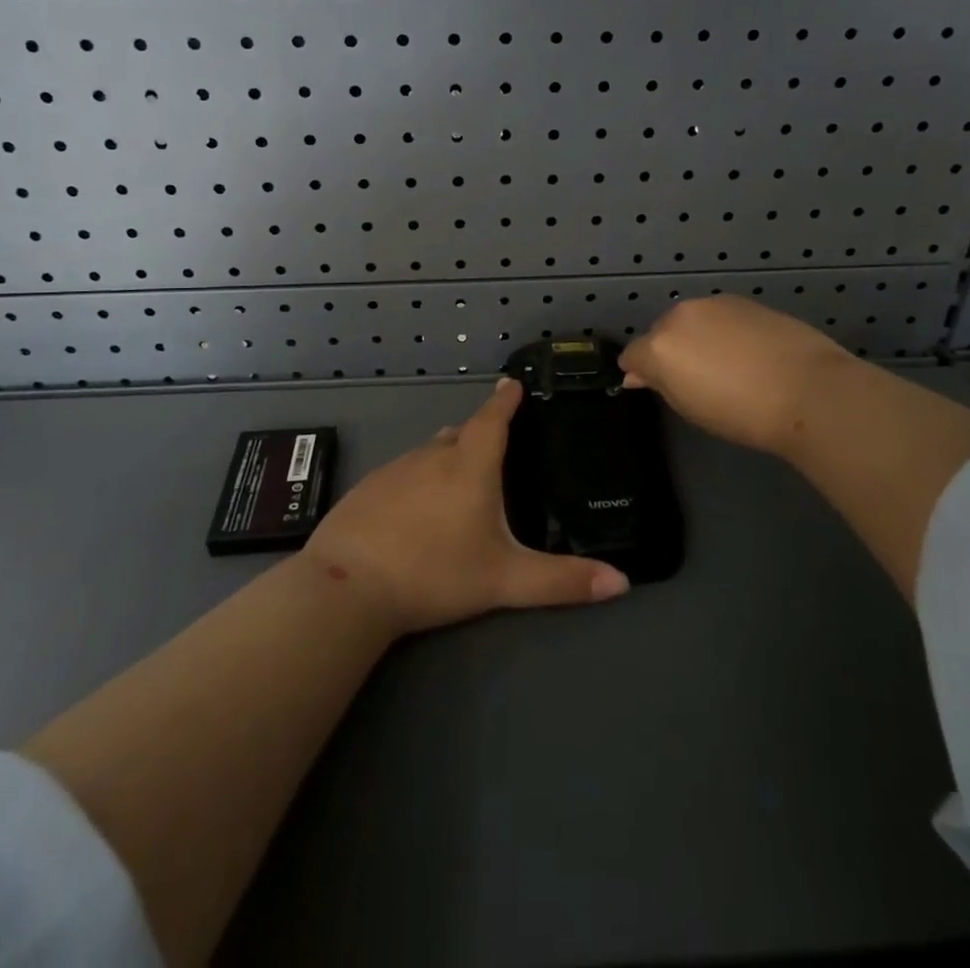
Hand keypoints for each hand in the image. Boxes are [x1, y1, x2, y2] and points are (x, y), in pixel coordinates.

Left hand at [303, 378, 629, 634]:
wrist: (347, 586)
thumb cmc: (434, 574)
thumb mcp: (504, 581)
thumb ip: (562, 581)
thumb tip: (622, 582)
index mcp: (469, 466)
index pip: (493, 419)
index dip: (505, 401)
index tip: (513, 383)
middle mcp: (432, 456)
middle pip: (461, 433)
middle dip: (480, 431)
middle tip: (497, 441)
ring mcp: (395, 469)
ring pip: (430, 451)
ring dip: (449, 454)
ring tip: (461, 473)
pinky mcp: (368, 487)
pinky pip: (404, 470)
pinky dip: (419, 477)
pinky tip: (417, 505)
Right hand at [619, 296, 850, 458]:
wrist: (809, 390)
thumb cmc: (742, 414)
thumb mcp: (691, 408)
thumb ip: (660, 383)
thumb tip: (639, 374)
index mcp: (659, 345)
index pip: (632, 355)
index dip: (640, 372)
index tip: (654, 387)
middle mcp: (680, 316)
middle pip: (660, 332)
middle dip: (669, 351)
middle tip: (694, 380)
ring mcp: (714, 304)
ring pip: (692, 321)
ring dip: (697, 337)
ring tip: (725, 366)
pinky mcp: (744, 301)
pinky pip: (720, 316)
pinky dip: (724, 331)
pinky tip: (747, 353)